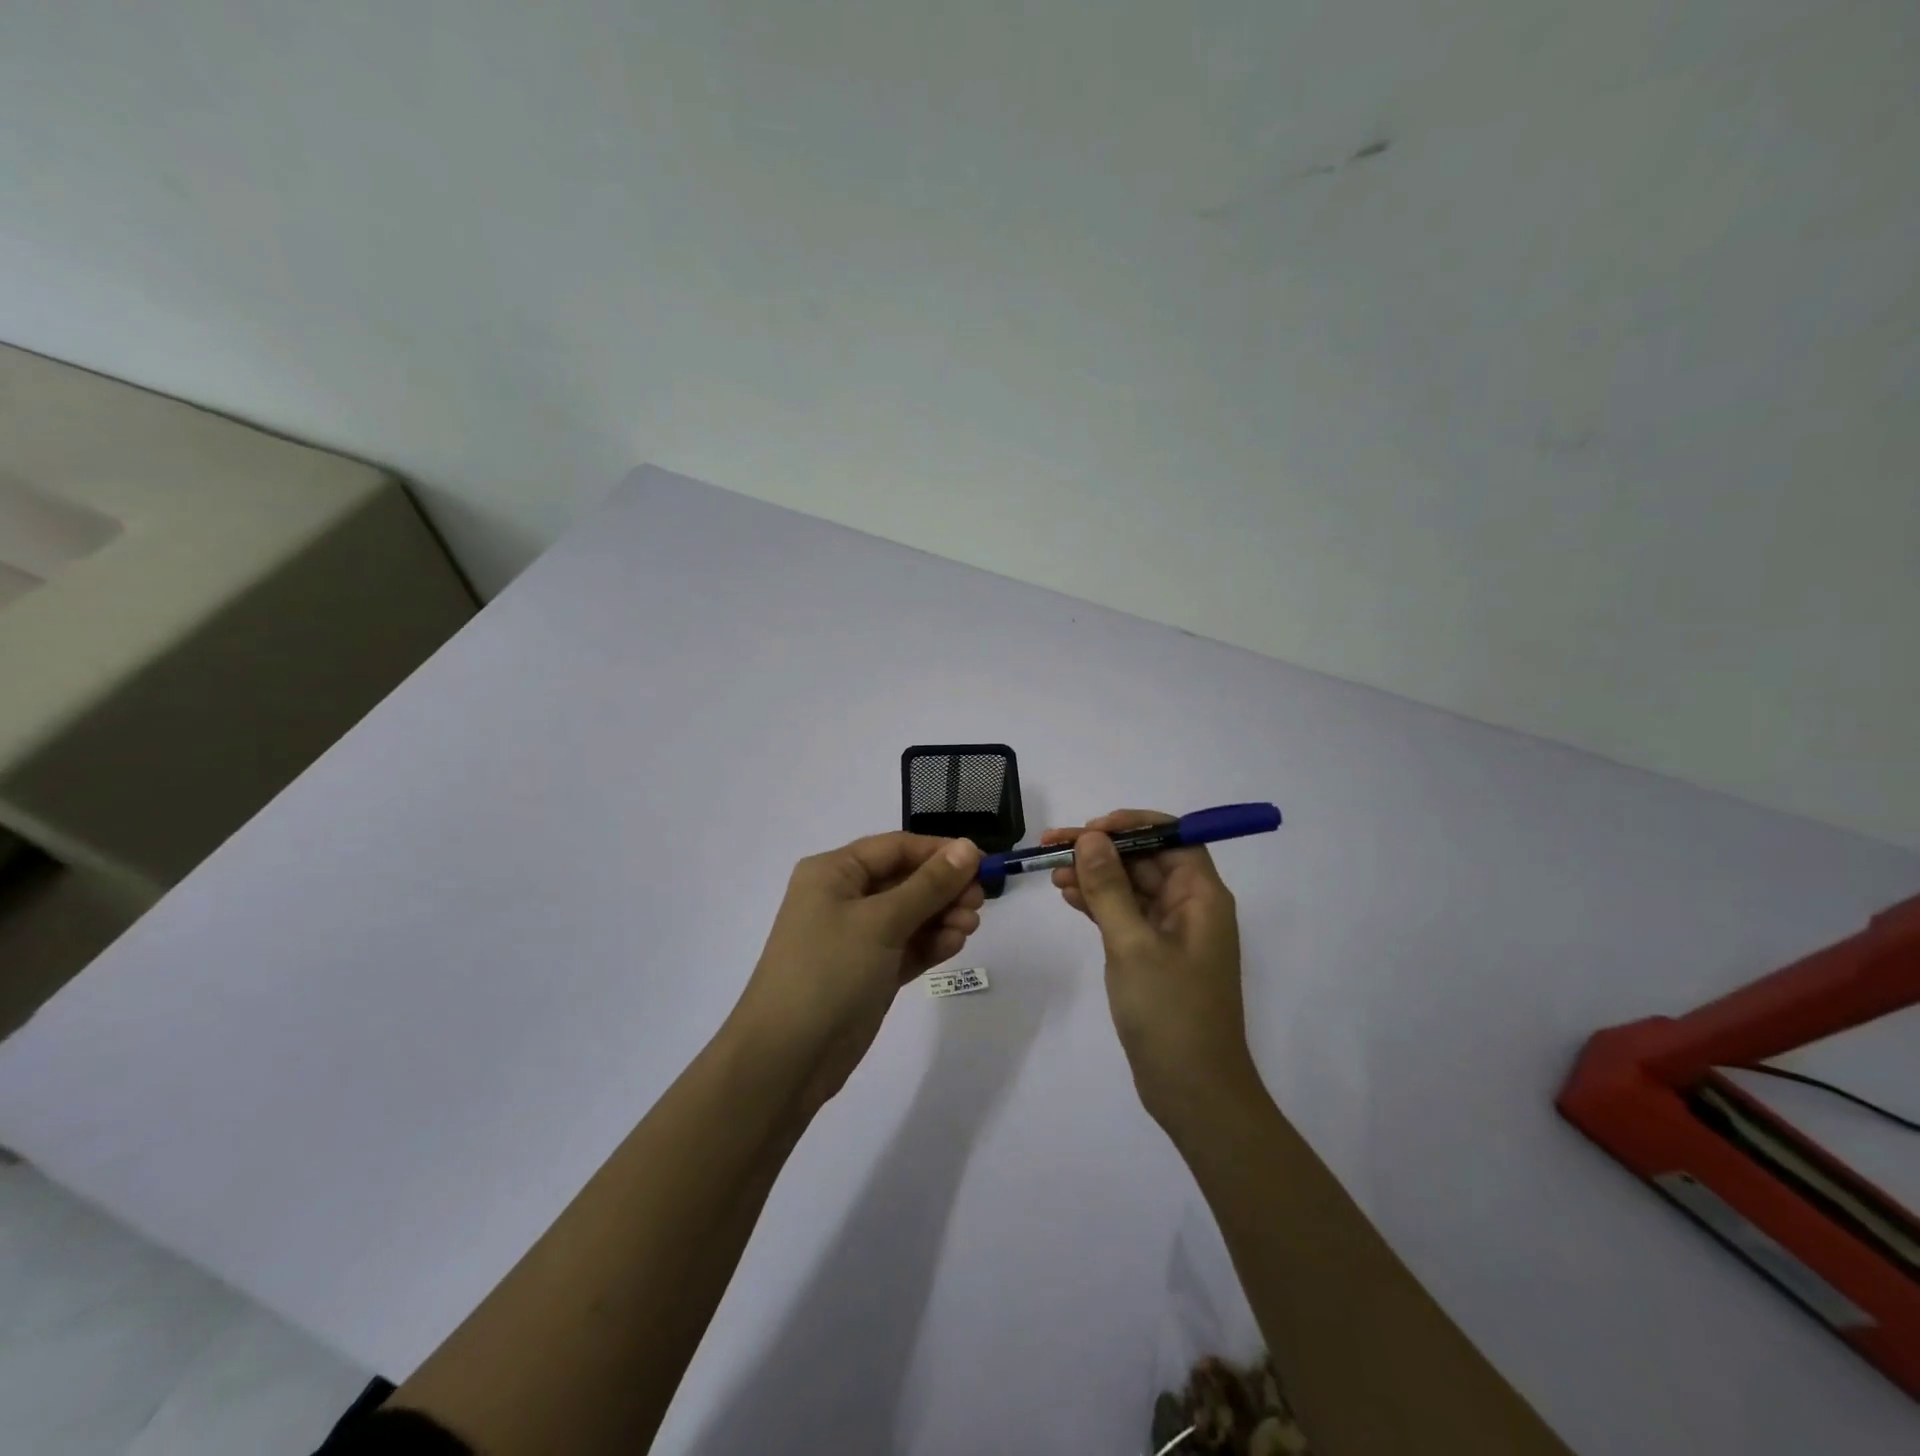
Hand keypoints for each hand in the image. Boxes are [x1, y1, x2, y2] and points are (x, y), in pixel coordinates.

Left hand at [729, 833, 983, 1110]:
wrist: (787, 1059)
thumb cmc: (829, 972)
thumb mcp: (881, 922)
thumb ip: (929, 885)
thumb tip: (969, 847)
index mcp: (834, 873)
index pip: (896, 848)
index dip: (939, 852)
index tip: (982, 863)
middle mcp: (843, 898)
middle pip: (905, 880)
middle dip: (943, 888)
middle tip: (979, 902)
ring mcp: (855, 937)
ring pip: (909, 915)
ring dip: (942, 916)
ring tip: (969, 927)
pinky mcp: (868, 972)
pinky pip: (906, 946)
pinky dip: (930, 944)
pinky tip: (954, 944)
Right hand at [1044, 810, 1259, 1130]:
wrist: (1193, 1091)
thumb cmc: (1170, 1012)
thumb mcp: (1133, 944)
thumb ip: (1109, 887)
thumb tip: (1091, 837)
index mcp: (1201, 896)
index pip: (1171, 837)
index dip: (1131, 825)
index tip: (1090, 828)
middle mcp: (1190, 906)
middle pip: (1145, 860)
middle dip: (1101, 850)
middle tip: (1053, 847)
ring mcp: (1171, 933)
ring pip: (1131, 886)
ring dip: (1095, 876)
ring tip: (1052, 873)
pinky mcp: (1154, 955)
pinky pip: (1125, 914)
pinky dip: (1098, 903)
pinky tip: (1068, 897)